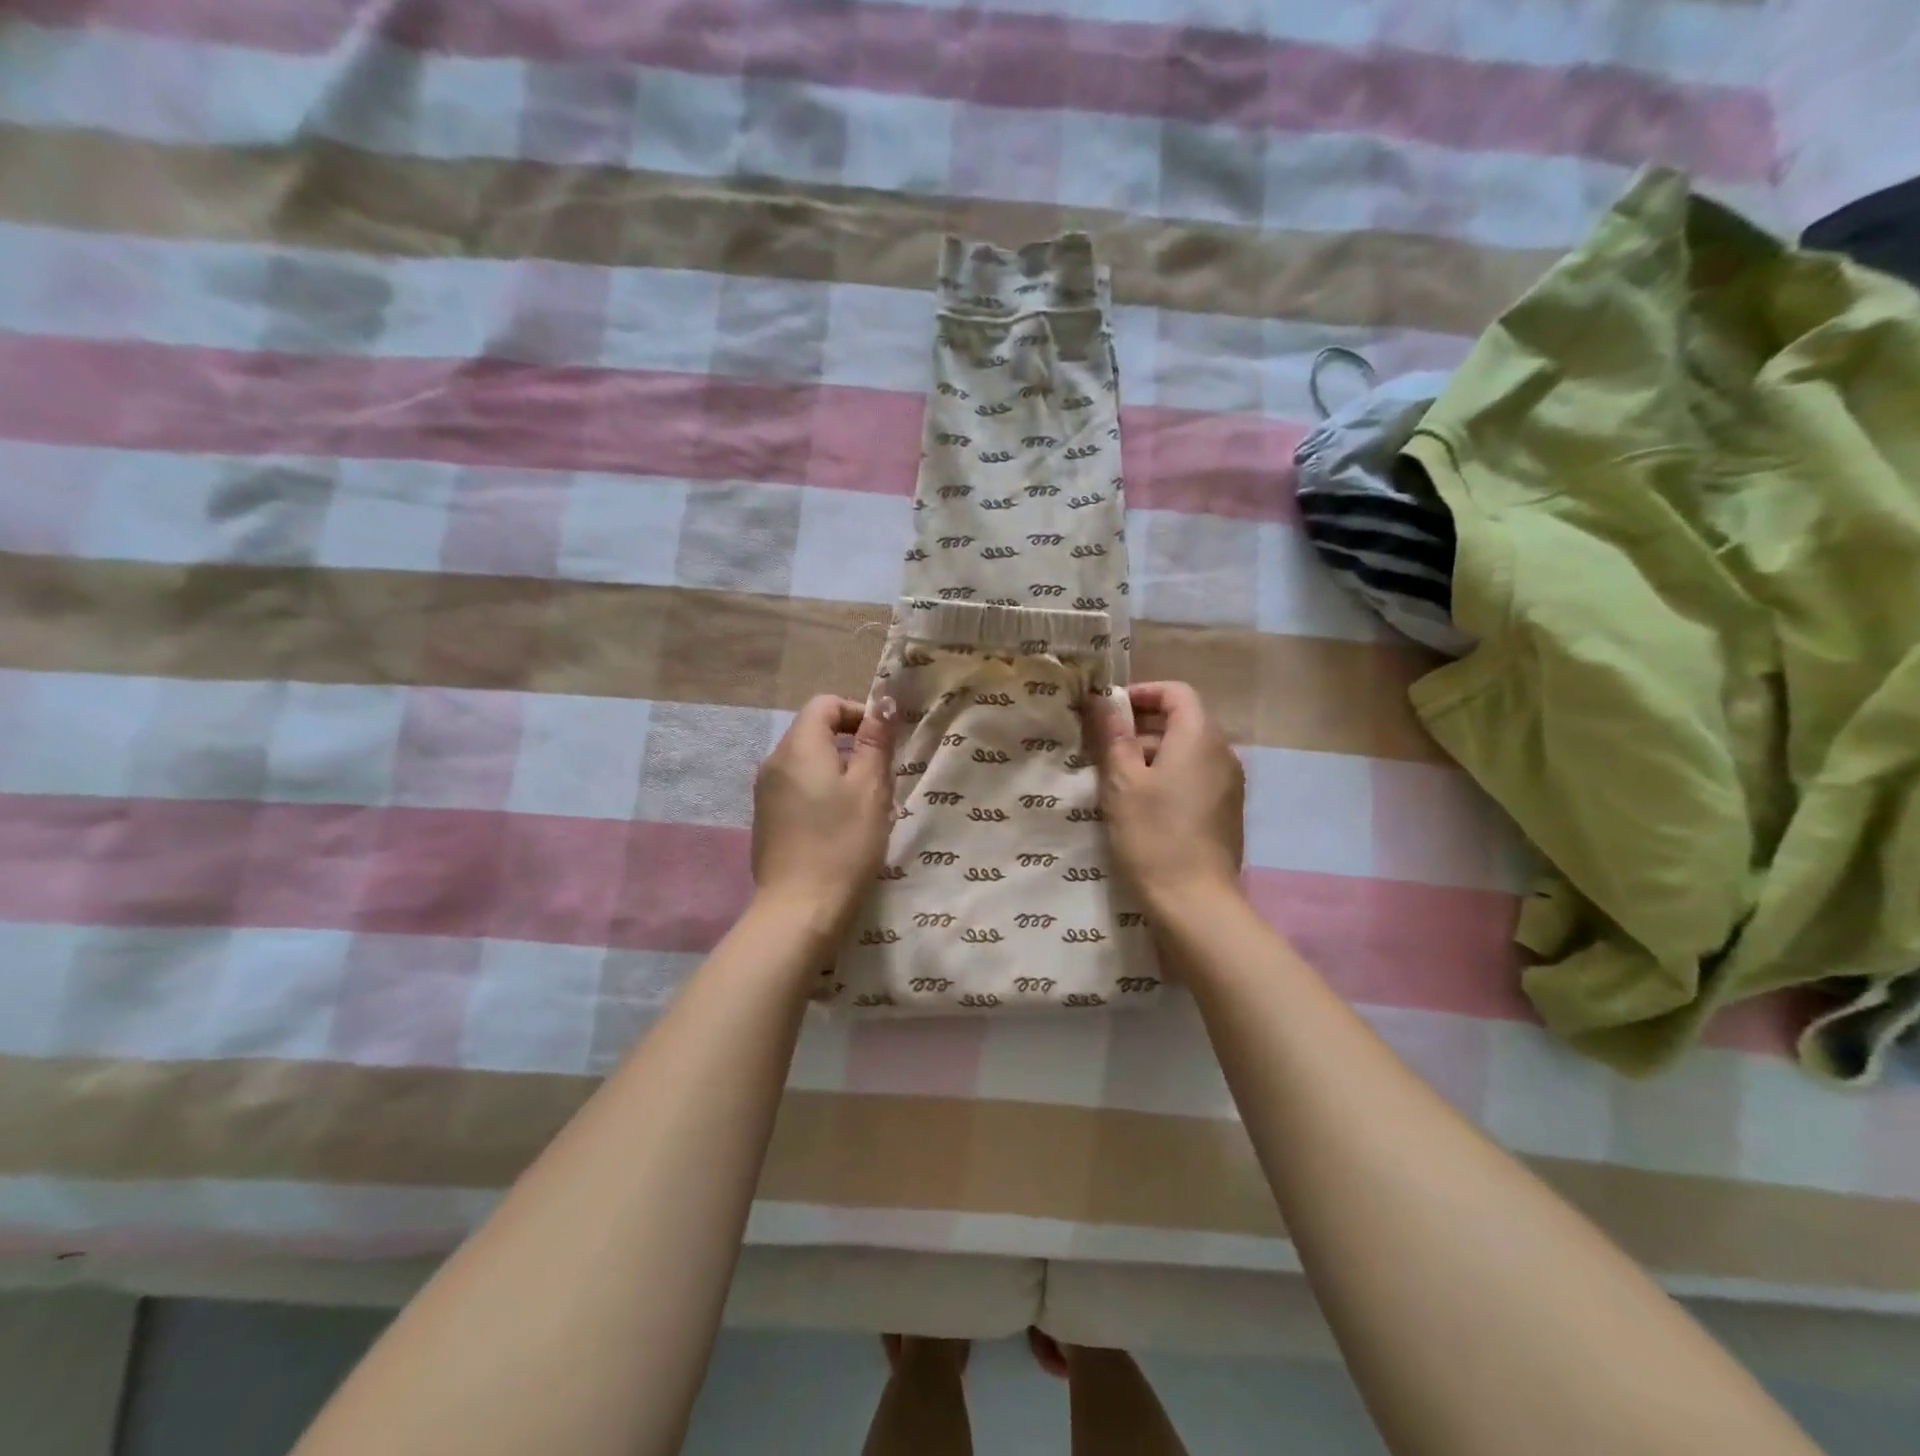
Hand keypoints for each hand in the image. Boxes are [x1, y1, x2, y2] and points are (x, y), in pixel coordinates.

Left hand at [751, 694, 898, 935]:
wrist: (800, 909)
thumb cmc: (843, 843)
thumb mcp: (871, 787)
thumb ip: (875, 740)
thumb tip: (883, 702)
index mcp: (798, 746)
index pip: (825, 704)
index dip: (858, 713)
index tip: (884, 742)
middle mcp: (773, 762)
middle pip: (814, 732)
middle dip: (851, 745)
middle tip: (881, 777)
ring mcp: (765, 793)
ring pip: (807, 763)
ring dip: (838, 771)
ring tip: (865, 804)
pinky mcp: (766, 820)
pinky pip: (797, 789)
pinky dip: (821, 793)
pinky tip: (840, 826)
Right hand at [1085, 681, 1244, 908]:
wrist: (1195, 901)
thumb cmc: (1153, 835)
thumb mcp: (1122, 783)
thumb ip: (1114, 736)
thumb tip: (1102, 700)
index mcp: (1199, 737)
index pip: (1176, 692)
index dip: (1142, 693)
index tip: (1109, 711)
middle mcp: (1222, 753)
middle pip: (1182, 721)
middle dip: (1142, 726)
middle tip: (1103, 746)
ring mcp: (1229, 783)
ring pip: (1187, 751)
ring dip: (1152, 753)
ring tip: (1115, 777)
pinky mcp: (1226, 810)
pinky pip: (1196, 776)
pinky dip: (1168, 776)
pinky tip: (1141, 804)